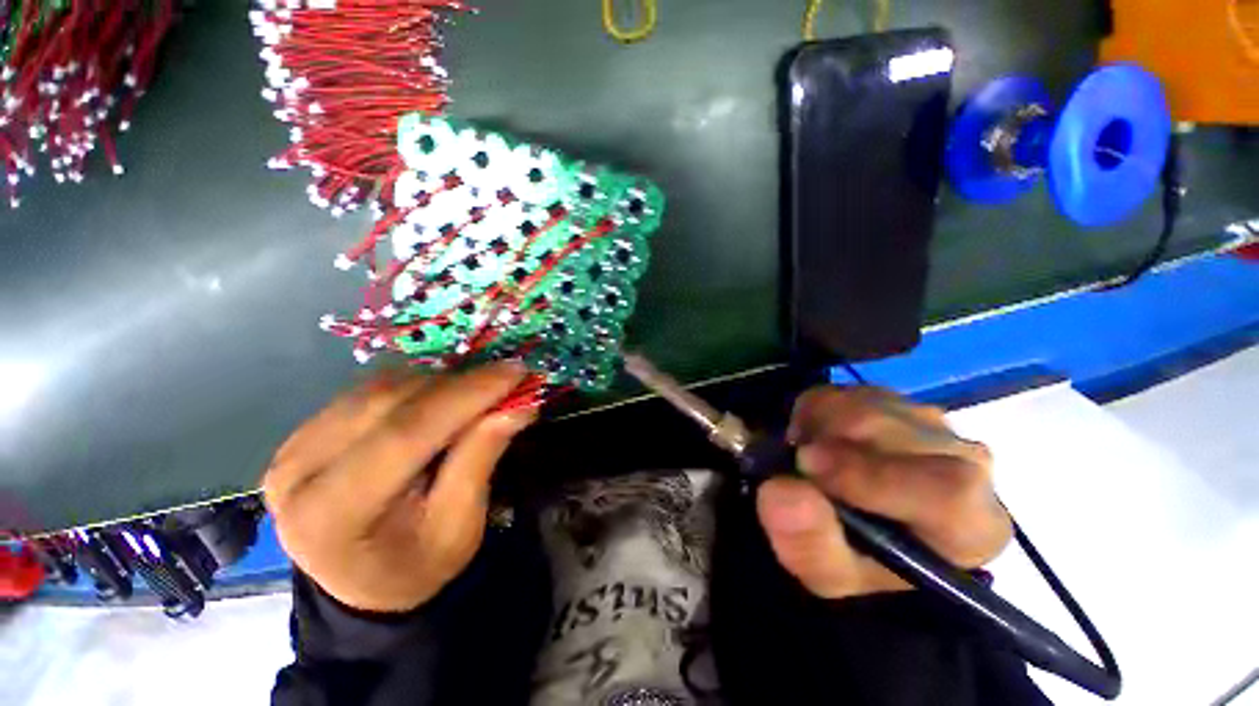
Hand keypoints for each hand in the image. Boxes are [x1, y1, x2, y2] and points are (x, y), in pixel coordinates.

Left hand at [262, 362, 535, 612]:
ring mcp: (294, 446)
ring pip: (380, 387)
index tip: (515, 372)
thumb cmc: (416, 565)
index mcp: (332, 514)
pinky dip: (418, 386)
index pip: (403, 434)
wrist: (361, 582)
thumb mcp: (460, 526)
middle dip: (460, 384)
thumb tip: (518, 405)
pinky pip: (371, 389)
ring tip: (481, 390)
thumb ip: (482, 458)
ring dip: (440, 382)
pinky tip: (445, 397)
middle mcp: (298, 472)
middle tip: (508, 378)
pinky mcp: (305, 430)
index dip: (466, 395)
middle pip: (390, 403)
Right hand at [756, 386, 1010, 599]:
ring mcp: (934, 424)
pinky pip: (848, 390)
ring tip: (809, 457)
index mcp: (971, 525)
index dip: (870, 474)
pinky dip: (817, 410)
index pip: (946, 488)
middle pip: (894, 429)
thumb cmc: (862, 564)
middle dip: (829, 441)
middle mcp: (967, 463)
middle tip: (796, 464)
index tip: (806, 466)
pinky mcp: (899, 402)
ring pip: (866, 403)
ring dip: (819, 426)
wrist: (872, 533)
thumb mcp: (830, 575)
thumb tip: (781, 490)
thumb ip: (810, 543)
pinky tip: (818, 440)